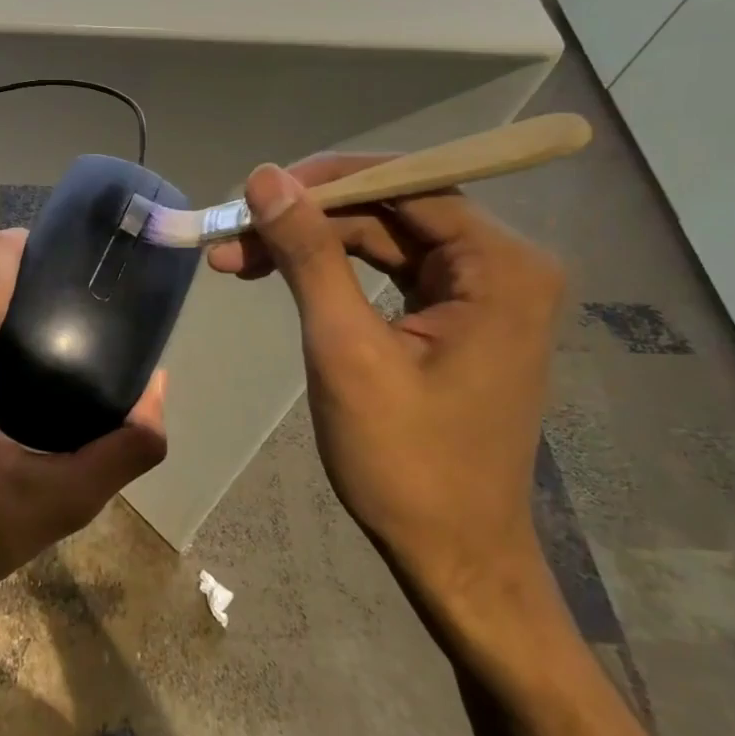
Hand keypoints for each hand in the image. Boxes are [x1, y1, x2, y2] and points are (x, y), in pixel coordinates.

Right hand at [208, 157, 562, 613]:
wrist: (453, 556)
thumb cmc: (405, 461)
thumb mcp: (346, 349)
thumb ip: (309, 255)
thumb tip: (266, 179)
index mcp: (500, 267)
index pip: (405, 184)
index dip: (323, 182)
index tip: (253, 195)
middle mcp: (502, 267)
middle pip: (390, 208)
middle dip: (307, 219)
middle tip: (232, 237)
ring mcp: (481, 294)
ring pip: (382, 238)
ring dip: (311, 244)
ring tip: (240, 260)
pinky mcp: (455, 319)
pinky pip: (388, 271)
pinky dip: (332, 271)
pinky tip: (283, 276)